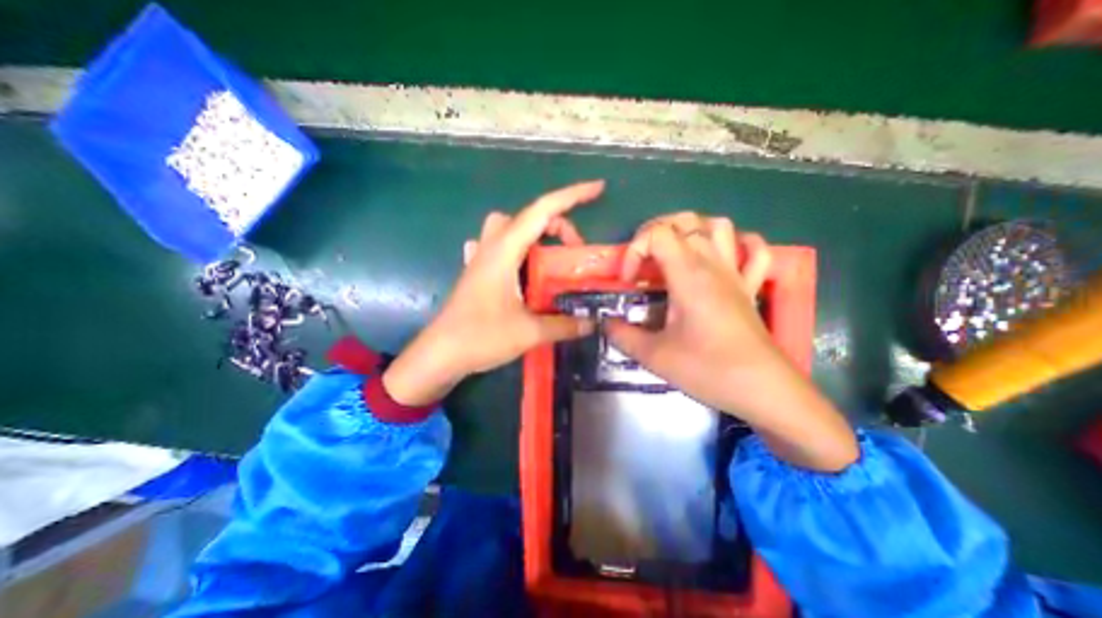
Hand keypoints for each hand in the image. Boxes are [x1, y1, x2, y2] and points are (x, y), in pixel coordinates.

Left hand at [385, 180, 606, 407]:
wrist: (440, 354)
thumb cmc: (480, 337)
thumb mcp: (529, 332)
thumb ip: (564, 325)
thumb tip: (593, 322)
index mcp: (505, 251)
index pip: (542, 211)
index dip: (572, 196)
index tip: (598, 189)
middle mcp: (492, 247)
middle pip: (527, 216)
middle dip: (556, 224)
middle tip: (573, 251)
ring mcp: (481, 258)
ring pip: (510, 228)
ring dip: (535, 235)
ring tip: (551, 259)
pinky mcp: (477, 272)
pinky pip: (498, 246)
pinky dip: (516, 249)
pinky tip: (521, 268)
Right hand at [606, 215, 856, 471]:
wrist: (764, 391)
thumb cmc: (709, 370)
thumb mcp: (655, 356)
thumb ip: (623, 335)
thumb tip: (605, 323)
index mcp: (688, 275)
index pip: (657, 234)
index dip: (634, 250)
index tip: (629, 282)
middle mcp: (713, 265)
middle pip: (686, 221)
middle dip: (655, 232)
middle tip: (643, 261)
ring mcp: (736, 274)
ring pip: (719, 226)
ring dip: (692, 231)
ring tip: (673, 253)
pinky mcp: (750, 288)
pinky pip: (754, 251)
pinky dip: (738, 244)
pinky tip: (721, 257)